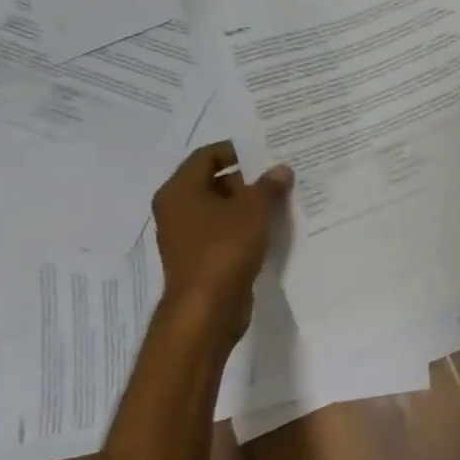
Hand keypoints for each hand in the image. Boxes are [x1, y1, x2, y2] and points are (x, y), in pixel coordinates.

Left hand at [152, 142, 291, 340]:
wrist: (207, 309)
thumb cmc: (224, 248)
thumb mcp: (254, 209)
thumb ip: (269, 185)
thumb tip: (280, 169)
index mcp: (180, 191)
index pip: (207, 155)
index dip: (237, 150)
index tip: (268, 151)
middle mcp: (177, 210)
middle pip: (214, 181)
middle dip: (248, 178)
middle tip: (281, 174)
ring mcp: (186, 236)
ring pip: (221, 208)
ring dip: (249, 203)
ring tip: (282, 199)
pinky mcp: (200, 258)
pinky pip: (224, 231)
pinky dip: (245, 226)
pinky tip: (272, 227)